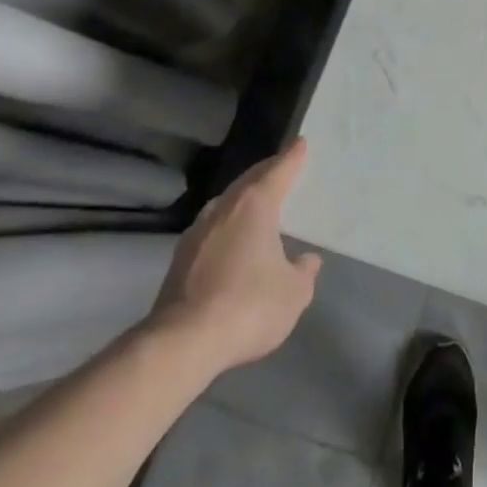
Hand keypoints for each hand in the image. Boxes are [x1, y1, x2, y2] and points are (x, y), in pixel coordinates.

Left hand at [141, 138, 321, 383]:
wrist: (182, 343)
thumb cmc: (248, 306)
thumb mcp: (293, 293)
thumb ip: (303, 272)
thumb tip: (307, 260)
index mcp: (255, 206)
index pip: (278, 171)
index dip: (292, 157)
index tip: (300, 143)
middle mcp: (224, 209)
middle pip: (248, 181)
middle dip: (266, 172)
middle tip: (281, 167)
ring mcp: (197, 233)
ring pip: (226, 203)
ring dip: (242, 198)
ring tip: (257, 202)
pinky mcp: (180, 259)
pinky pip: (212, 228)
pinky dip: (227, 224)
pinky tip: (232, 239)